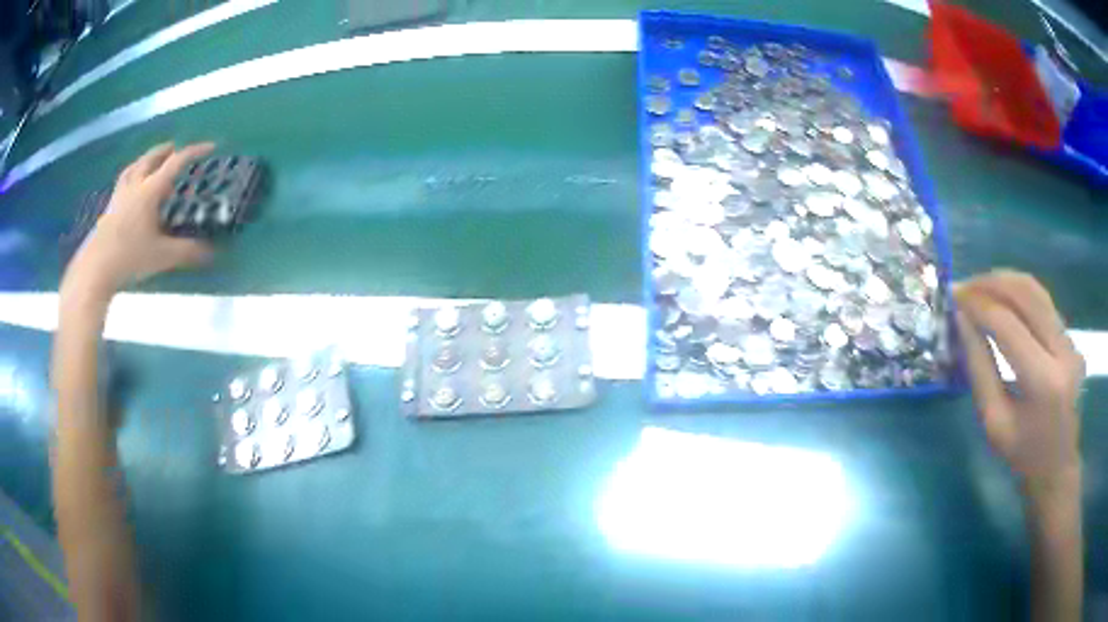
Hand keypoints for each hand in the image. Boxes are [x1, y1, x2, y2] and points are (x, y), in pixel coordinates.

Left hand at [66, 142, 215, 294]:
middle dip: (166, 150)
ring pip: (134, 166)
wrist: (95, 269)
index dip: (194, 151)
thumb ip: (187, 252)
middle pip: (152, 157)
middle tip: (176, 150)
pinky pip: (123, 181)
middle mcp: (135, 185)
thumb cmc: (129, 258)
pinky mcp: (110, 207)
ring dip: (146, 159)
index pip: (176, 162)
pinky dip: (132, 175)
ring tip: (152, 161)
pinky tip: (131, 186)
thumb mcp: (162, 256)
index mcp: (150, 190)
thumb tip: (212, 252)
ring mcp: (120, 195)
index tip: (210, 148)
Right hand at [955, 270, 1083, 502]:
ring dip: (1005, 281)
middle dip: (990, 283)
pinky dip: (1020, 292)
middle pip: (1025, 294)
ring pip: (1036, 290)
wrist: (1056, 467)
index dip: (978, 305)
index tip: (953, 295)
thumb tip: (961, 321)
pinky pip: (1044, 302)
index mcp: (1043, 382)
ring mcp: (1070, 341)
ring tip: (980, 287)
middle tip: (964, 286)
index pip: (1008, 325)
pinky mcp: (1071, 337)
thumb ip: (979, 369)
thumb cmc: (1021, 455)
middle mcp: (1062, 351)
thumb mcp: (993, 422)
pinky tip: (1003, 298)